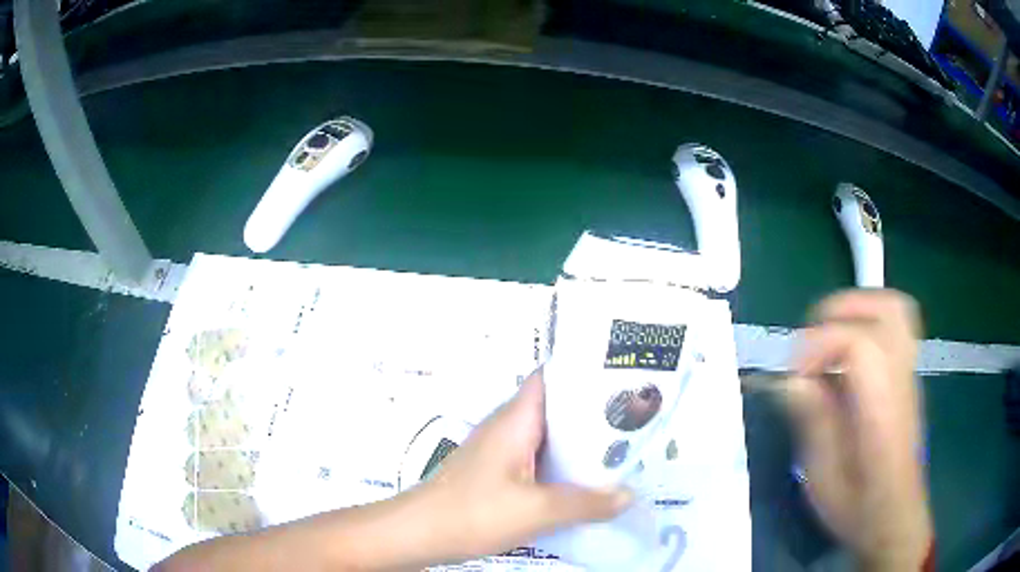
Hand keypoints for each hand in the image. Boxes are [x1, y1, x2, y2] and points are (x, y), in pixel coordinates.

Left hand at [401, 370, 633, 563]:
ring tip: (619, 449)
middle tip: (633, 419)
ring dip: (578, 442)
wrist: (418, 533)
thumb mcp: (537, 510)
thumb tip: (628, 496)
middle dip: (592, 412)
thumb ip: (585, 503)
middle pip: (555, 408)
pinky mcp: (496, 473)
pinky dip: (561, 465)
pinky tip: (583, 482)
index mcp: (516, 420)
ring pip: (547, 437)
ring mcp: (500, 451)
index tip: (622, 378)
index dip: (584, 371)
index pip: (551, 377)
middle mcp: (508, 428)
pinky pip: (537, 460)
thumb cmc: (474, 512)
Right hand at [784, 290, 931, 570]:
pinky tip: (846, 361)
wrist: (894, 517)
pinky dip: (866, 324)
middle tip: (812, 346)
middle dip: (840, 312)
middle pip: (885, 309)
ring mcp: (909, 374)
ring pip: (894, 310)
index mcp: (882, 410)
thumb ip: (812, 424)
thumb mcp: (823, 479)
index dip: (819, 345)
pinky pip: (894, 327)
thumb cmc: (857, 507)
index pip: (860, 343)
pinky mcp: (907, 376)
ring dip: (856, 312)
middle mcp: (901, 380)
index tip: (794, 377)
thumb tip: (792, 381)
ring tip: (828, 343)